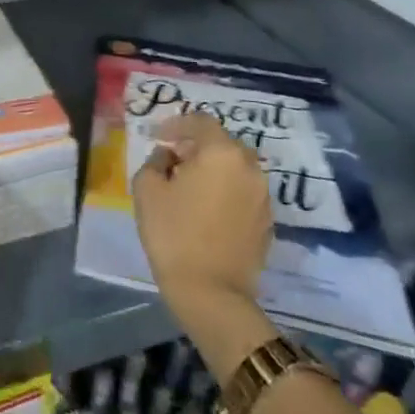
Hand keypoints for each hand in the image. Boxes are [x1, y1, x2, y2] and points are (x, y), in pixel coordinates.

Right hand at [132, 113, 272, 331]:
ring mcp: (263, 196)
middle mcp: (249, 168)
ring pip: (235, 168)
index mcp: (221, 153)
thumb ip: (156, 162)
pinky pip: (243, 192)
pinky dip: (225, 190)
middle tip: (172, 159)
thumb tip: (169, 158)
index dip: (176, 124)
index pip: (201, 122)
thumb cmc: (173, 233)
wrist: (211, 291)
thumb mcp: (147, 189)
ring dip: (213, 169)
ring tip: (189, 185)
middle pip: (222, 144)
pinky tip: (206, 209)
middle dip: (196, 146)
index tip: (158, 137)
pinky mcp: (267, 222)